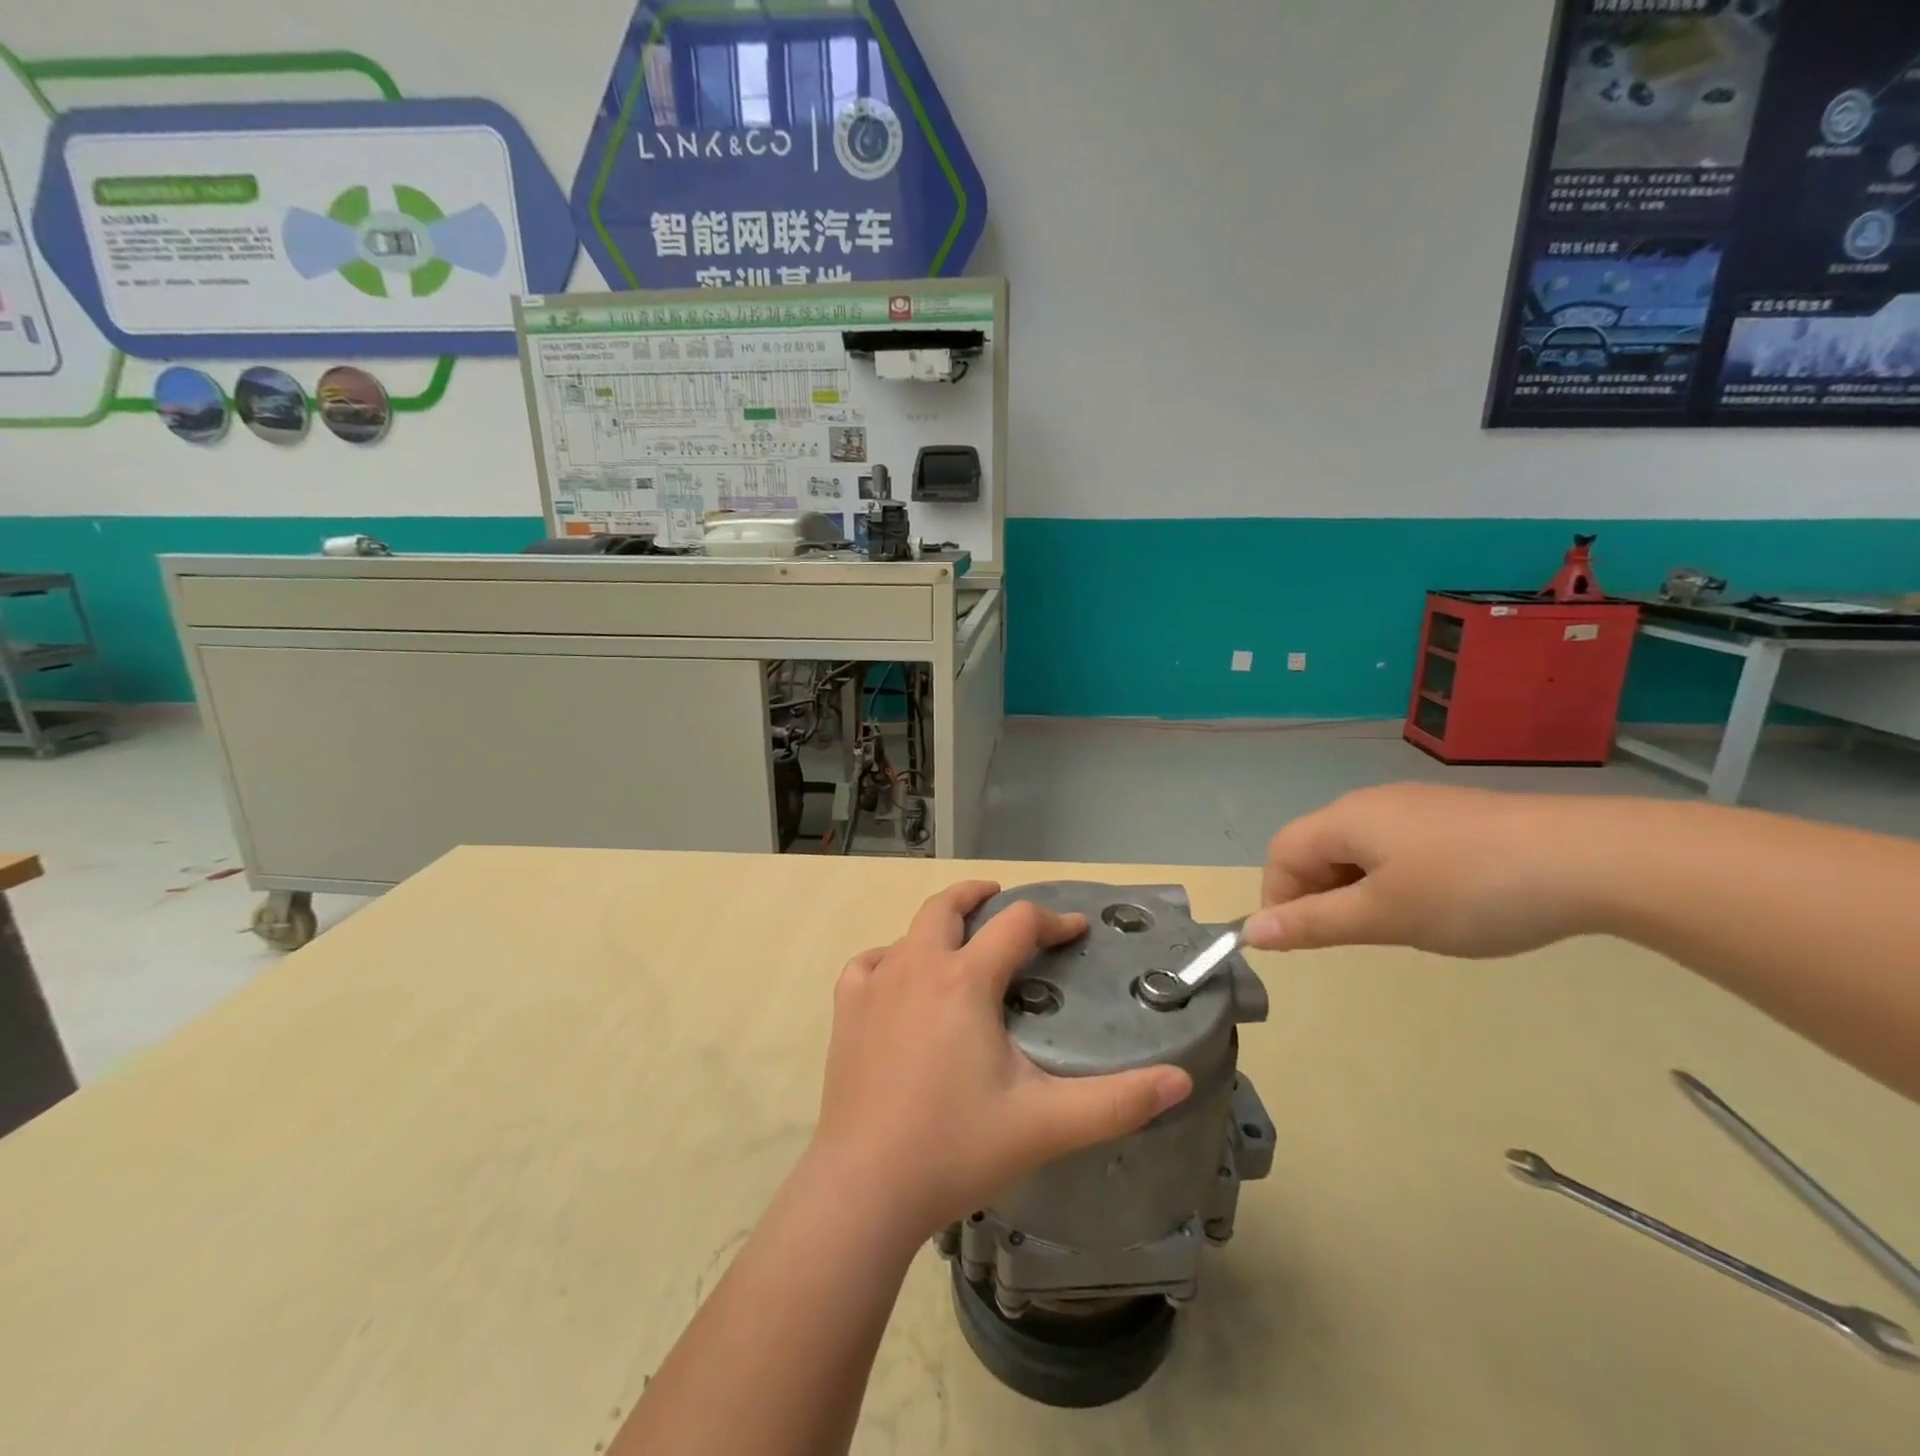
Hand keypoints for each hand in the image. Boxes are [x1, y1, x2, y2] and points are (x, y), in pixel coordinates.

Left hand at [809, 881, 1193, 1242]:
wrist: (865, 1188)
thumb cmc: (957, 1147)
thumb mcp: (1047, 1124)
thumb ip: (1118, 1102)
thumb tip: (1180, 1080)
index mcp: (966, 980)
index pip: (1017, 924)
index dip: (1053, 921)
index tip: (1076, 931)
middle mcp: (918, 966)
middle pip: (947, 905)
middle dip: (980, 895)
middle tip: (1001, 900)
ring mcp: (875, 986)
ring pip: (909, 931)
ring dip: (938, 925)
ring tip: (959, 941)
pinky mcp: (846, 1012)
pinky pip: (868, 964)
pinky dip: (889, 958)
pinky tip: (898, 978)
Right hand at [1244, 785, 1597, 958]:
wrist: (1592, 860)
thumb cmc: (1469, 890)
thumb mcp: (1383, 916)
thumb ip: (1312, 924)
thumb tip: (1250, 932)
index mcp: (1344, 819)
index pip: (1281, 855)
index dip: (1279, 900)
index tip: (1307, 944)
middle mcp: (1371, 803)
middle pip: (1317, 849)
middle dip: (1321, 897)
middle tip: (1360, 939)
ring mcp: (1416, 807)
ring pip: (1360, 852)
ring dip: (1360, 892)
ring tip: (1403, 926)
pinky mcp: (1455, 818)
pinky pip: (1399, 849)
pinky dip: (1397, 881)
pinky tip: (1442, 905)